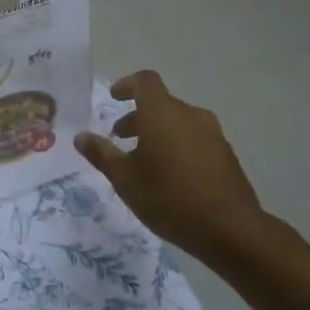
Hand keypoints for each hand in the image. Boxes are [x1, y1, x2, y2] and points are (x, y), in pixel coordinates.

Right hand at [75, 71, 267, 260]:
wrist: (229, 227)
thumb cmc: (168, 197)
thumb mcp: (125, 179)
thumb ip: (102, 154)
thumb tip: (81, 136)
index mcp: (162, 113)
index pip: (145, 81)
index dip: (127, 85)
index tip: (113, 98)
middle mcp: (190, 115)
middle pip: (160, 104)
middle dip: (137, 117)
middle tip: (119, 138)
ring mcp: (212, 133)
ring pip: (178, 122)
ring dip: (157, 132)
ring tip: (143, 161)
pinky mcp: (225, 153)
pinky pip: (194, 138)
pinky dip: (177, 145)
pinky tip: (170, 175)